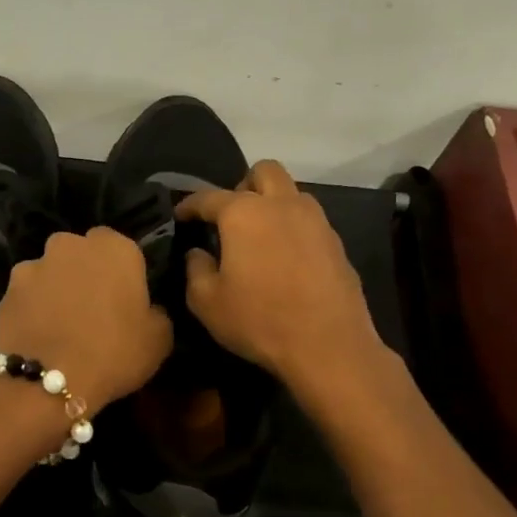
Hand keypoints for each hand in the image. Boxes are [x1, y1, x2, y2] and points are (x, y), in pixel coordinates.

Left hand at [0, 227, 173, 408]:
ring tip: (60, 324)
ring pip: (50, 271)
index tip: (124, 298)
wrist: (46, 381)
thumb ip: (156, 312)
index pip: (121, 246)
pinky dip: (31, 307)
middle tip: (92, 308)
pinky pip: (27, 294)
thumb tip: (148, 309)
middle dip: (85, 272)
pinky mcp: (7, 289)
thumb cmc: (113, 353)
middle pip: (81, 253)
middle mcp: (71, 245)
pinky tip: (37, 334)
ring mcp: (34, 264)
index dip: (122, 272)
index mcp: (115, 248)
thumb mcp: (159, 339)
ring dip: (56, 288)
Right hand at [178, 161, 381, 388]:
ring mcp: (315, 221)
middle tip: (231, 217)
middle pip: (263, 171)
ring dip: (273, 204)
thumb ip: (196, 269)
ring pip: (291, 192)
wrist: (329, 345)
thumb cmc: (260, 320)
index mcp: (244, 213)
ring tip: (259, 237)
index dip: (190, 204)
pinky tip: (285, 259)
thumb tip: (199, 253)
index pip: (209, 197)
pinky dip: (293, 228)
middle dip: (243, 186)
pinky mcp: (336, 242)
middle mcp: (282, 204)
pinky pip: (309, 220)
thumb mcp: (208, 302)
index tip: (180, 215)